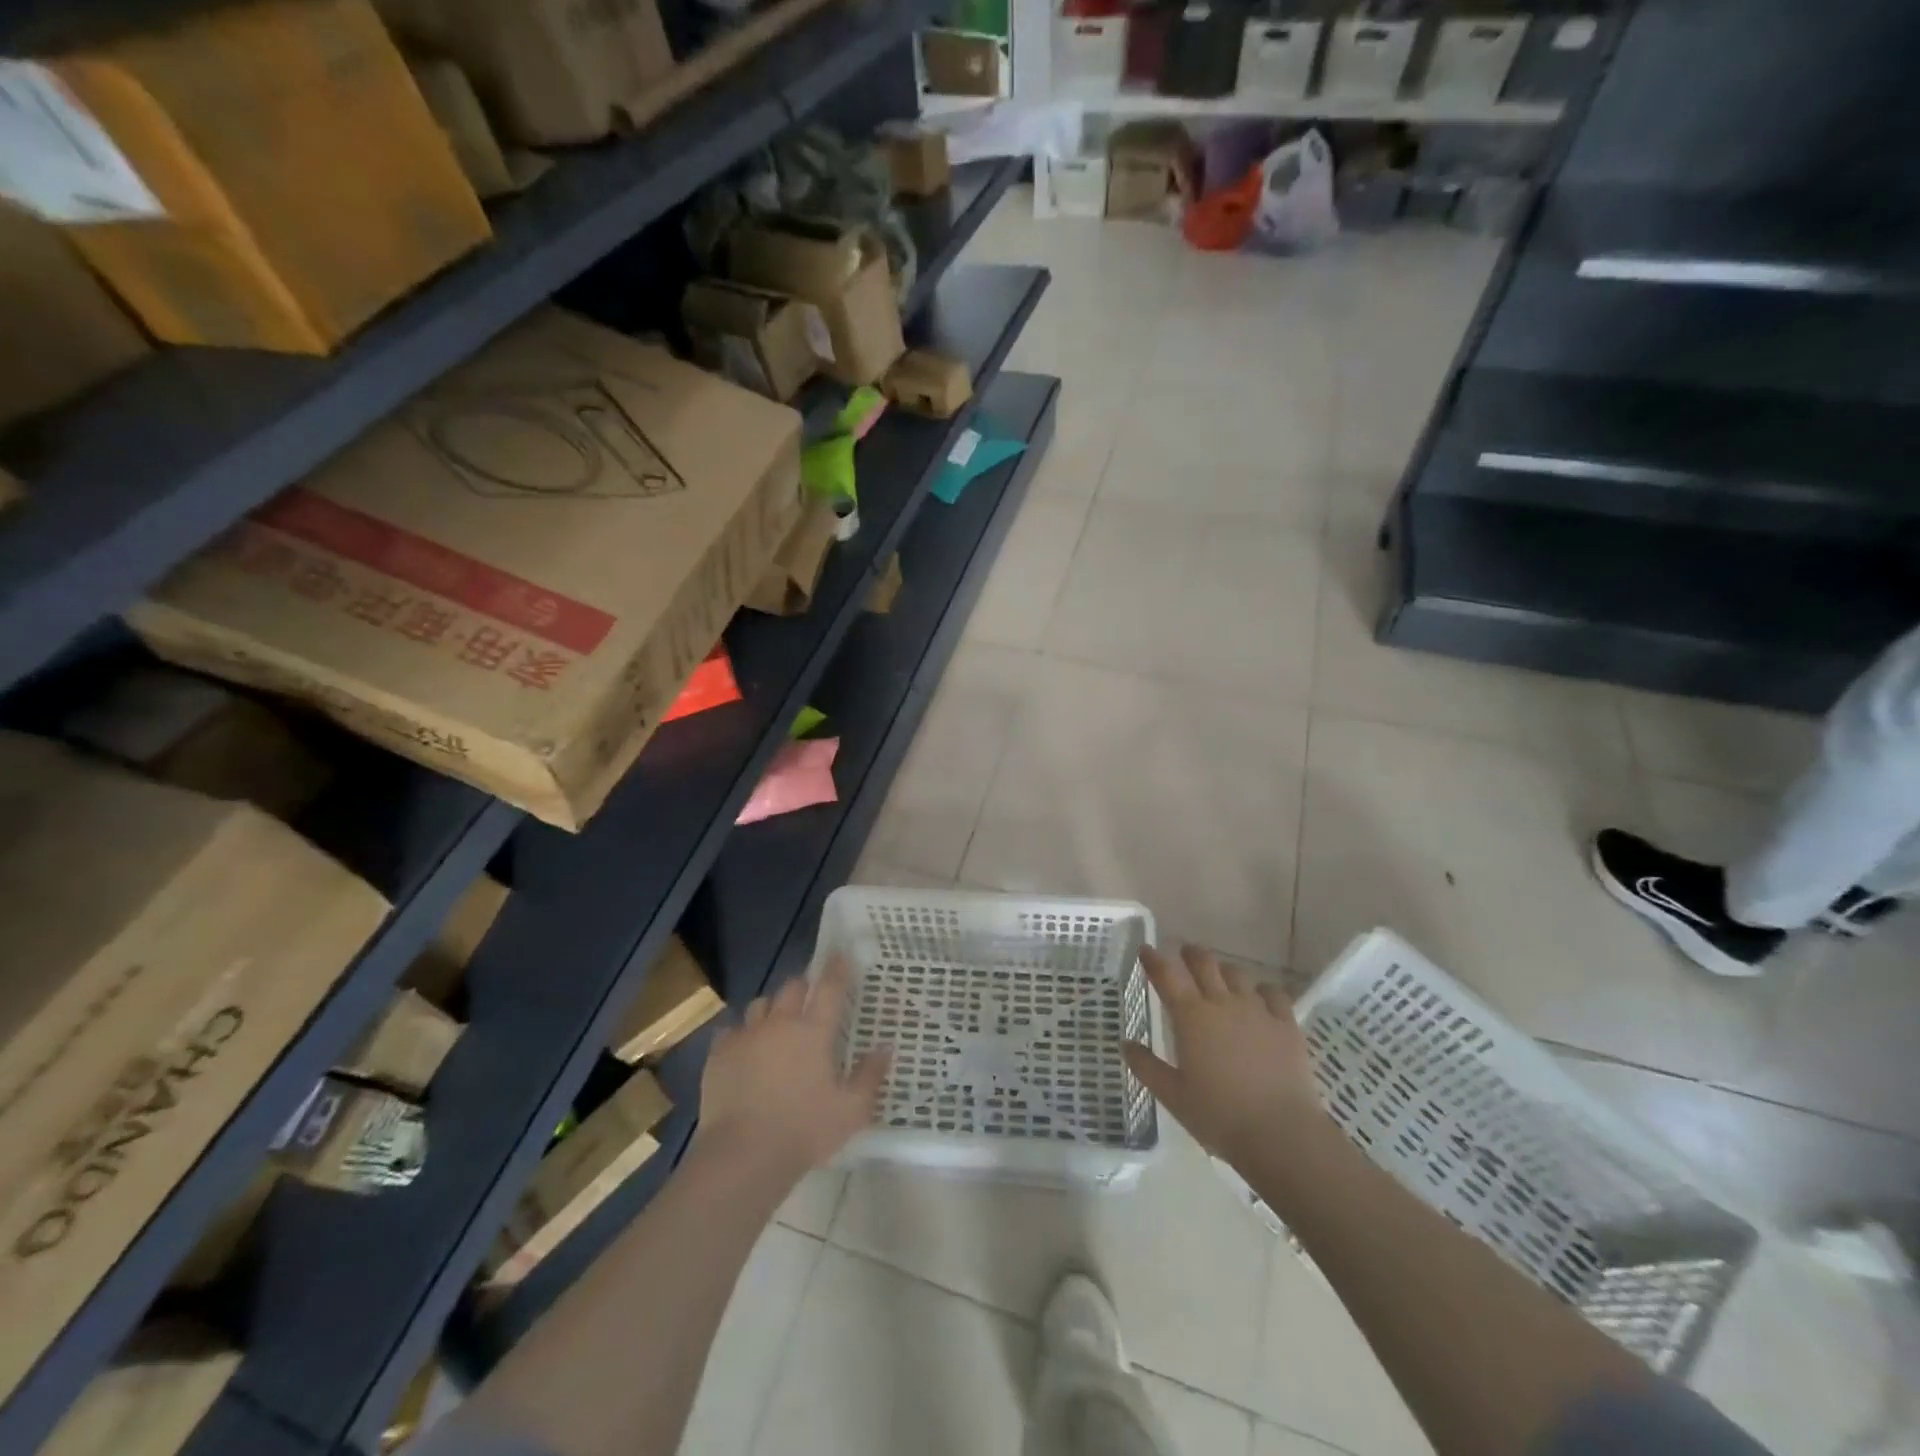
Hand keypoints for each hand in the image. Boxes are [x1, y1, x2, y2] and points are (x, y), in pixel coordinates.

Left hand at [692, 957, 891, 1184]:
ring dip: (771, 1008)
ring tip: (775, 1024)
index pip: (830, 988)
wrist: (743, 1155)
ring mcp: (746, 1036)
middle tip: (809, 999)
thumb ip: (870, 1076)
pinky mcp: (719, 1054)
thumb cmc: (804, 1131)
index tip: (840, 956)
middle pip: (792, 987)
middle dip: (803, 987)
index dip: (837, 969)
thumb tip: (885, 1048)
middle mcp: (780, 1023)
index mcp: (814, 1031)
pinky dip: (740, 1034)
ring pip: (760, 1004)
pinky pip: (731, 1030)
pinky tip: (744, 1050)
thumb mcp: (851, 1110)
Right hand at [1123, 944, 1323, 1167]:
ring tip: (1219, 976)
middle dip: (1191, 954)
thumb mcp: (1173, 1096)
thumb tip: (1125, 1044)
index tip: (1146, 949)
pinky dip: (1262, 990)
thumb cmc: (1219, 1115)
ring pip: (1237, 974)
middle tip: (1183, 953)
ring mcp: (1257, 1011)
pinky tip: (1260, 997)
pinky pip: (1273, 993)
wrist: (1281, 1133)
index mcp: (1191, 1017)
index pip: (1167, 975)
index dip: (1154, 959)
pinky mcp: (1286, 1024)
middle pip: (1204, 964)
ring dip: (1224, 970)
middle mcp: (1222, 1003)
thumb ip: (1146, 1067)